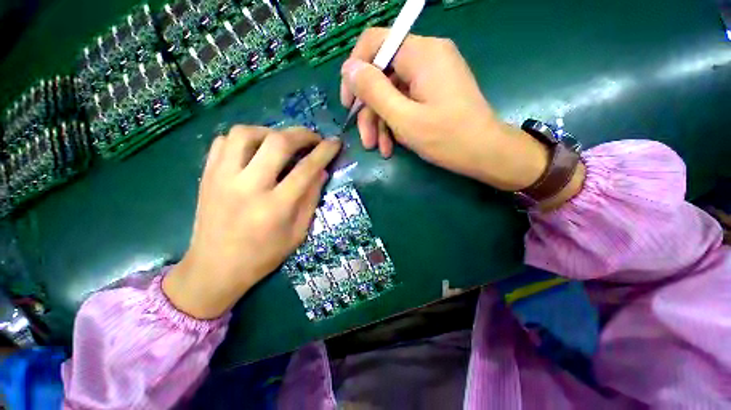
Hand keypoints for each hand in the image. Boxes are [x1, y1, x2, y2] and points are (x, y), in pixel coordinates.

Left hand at [163, 126, 340, 318]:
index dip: (325, 152)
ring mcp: (222, 178)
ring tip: (282, 142)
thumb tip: (322, 171)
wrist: (215, 268)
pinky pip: (224, 141)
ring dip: (271, 131)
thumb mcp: (297, 233)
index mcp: (275, 207)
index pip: (306, 169)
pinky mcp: (207, 175)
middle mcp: (248, 186)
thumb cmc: (263, 256)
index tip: (335, 142)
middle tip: (313, 138)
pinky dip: (245, 138)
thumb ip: (311, 200)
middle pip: (277, 143)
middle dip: (302, 134)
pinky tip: (256, 149)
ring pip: (246, 133)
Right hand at [340, 28, 551, 191]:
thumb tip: (349, 69)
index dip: (355, 72)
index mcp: (421, 53)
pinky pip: (406, 101)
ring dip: (382, 122)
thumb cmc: (447, 138)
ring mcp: (432, 75)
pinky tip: (392, 145)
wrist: (485, 153)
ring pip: (392, 92)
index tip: (349, 104)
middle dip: (370, 111)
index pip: (374, 43)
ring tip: (380, 148)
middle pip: (382, 75)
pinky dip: (396, 122)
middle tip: (366, 141)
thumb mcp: (404, 118)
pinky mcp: (435, 91)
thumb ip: (374, 91)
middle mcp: (427, 56)